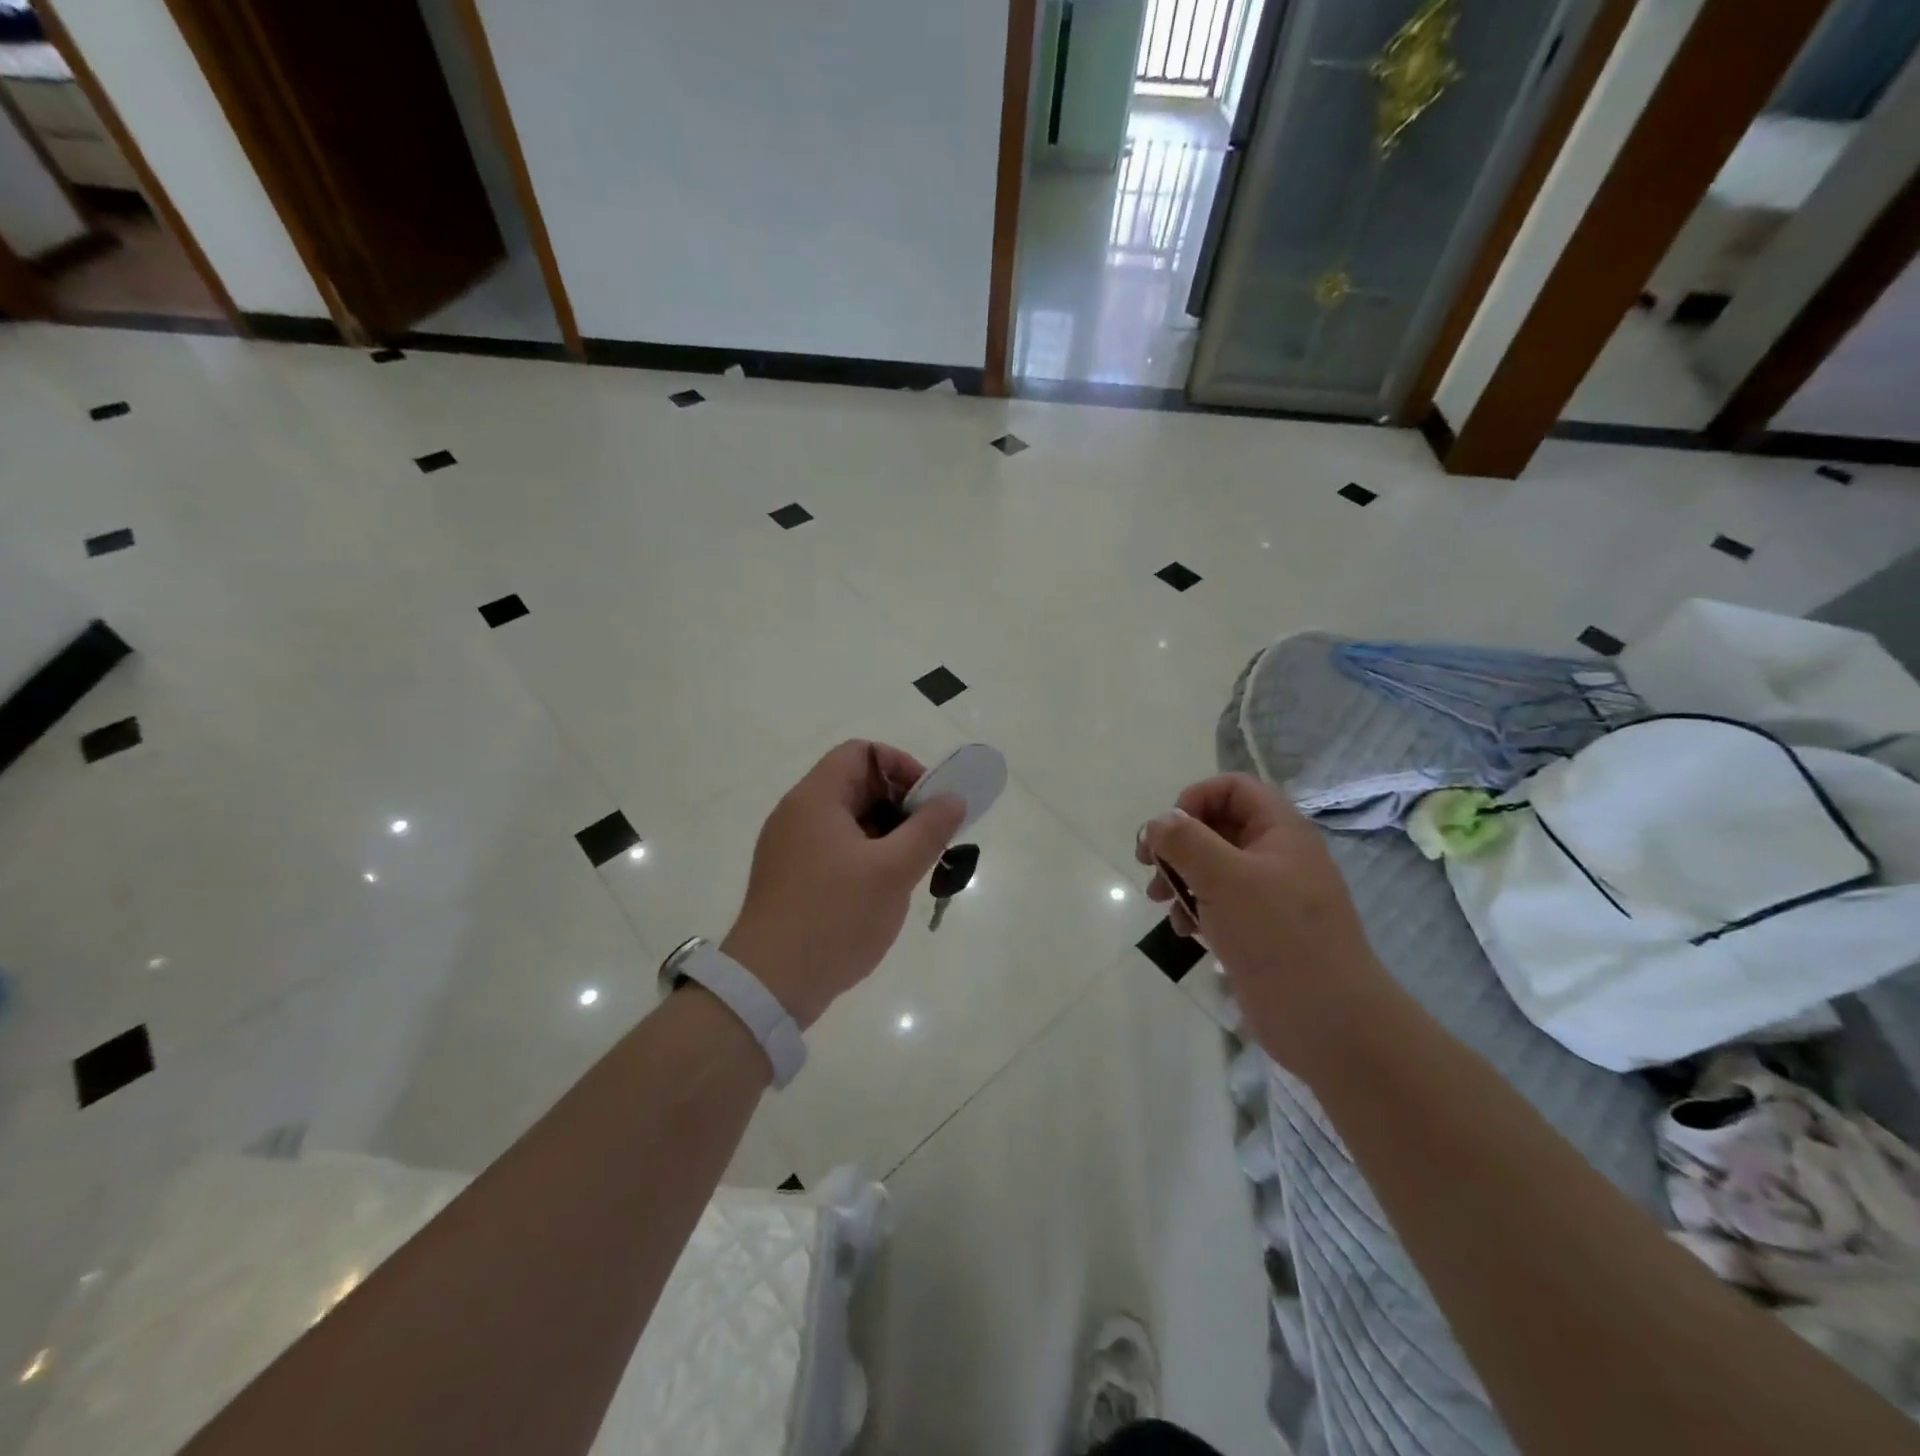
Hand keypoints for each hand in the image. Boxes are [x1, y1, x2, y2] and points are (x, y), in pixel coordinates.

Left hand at [722, 741, 965, 1028]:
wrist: (770, 985)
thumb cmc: (835, 917)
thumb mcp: (893, 871)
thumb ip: (928, 830)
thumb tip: (954, 798)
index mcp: (816, 799)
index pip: (862, 753)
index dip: (901, 767)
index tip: (929, 803)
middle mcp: (798, 815)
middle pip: (856, 786)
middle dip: (900, 805)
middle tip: (929, 839)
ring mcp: (791, 848)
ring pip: (849, 821)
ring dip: (887, 835)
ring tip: (913, 868)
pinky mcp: (792, 879)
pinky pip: (836, 850)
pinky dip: (866, 857)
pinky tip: (885, 890)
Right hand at [1136, 773, 1389, 1077]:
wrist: (1329, 1023)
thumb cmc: (1278, 937)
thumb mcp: (1224, 878)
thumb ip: (1185, 841)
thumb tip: (1158, 822)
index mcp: (1280, 831)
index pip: (1233, 788)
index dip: (1195, 799)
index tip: (1168, 832)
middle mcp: (1276, 856)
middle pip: (1217, 827)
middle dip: (1178, 844)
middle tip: (1148, 865)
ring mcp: (1269, 896)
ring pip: (1212, 867)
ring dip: (1180, 879)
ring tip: (1160, 903)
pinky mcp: (1260, 931)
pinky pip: (1219, 904)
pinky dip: (1196, 911)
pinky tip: (1186, 933)